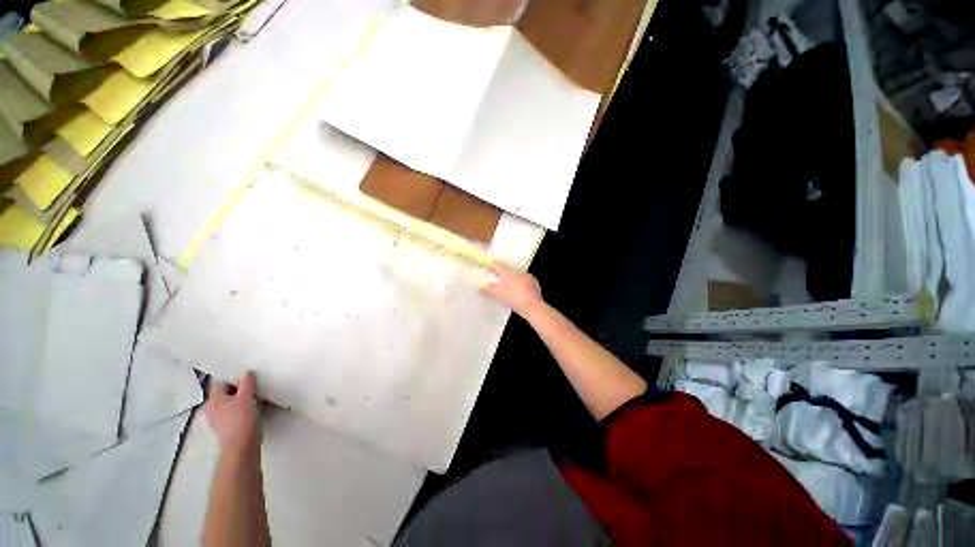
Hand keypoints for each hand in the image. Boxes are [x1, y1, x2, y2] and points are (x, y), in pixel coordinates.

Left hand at [204, 371, 261, 451]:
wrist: (242, 444)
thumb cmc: (241, 418)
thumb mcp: (246, 396)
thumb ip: (247, 382)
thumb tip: (246, 373)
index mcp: (213, 400)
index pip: (221, 383)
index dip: (234, 377)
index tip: (248, 375)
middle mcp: (212, 409)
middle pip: (227, 394)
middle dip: (240, 389)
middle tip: (255, 385)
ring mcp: (220, 420)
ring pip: (232, 404)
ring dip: (244, 399)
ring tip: (258, 396)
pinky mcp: (229, 428)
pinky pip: (237, 413)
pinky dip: (245, 409)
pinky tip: (256, 408)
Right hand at [480, 262, 543, 316]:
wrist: (533, 307)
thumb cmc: (514, 299)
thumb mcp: (498, 295)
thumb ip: (488, 290)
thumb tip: (481, 287)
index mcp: (508, 272)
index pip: (497, 264)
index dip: (492, 267)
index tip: (488, 271)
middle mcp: (518, 272)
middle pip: (507, 271)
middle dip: (502, 276)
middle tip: (498, 284)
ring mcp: (528, 277)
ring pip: (517, 276)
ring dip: (513, 281)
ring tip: (509, 290)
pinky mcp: (535, 283)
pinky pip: (525, 281)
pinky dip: (521, 286)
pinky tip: (519, 294)